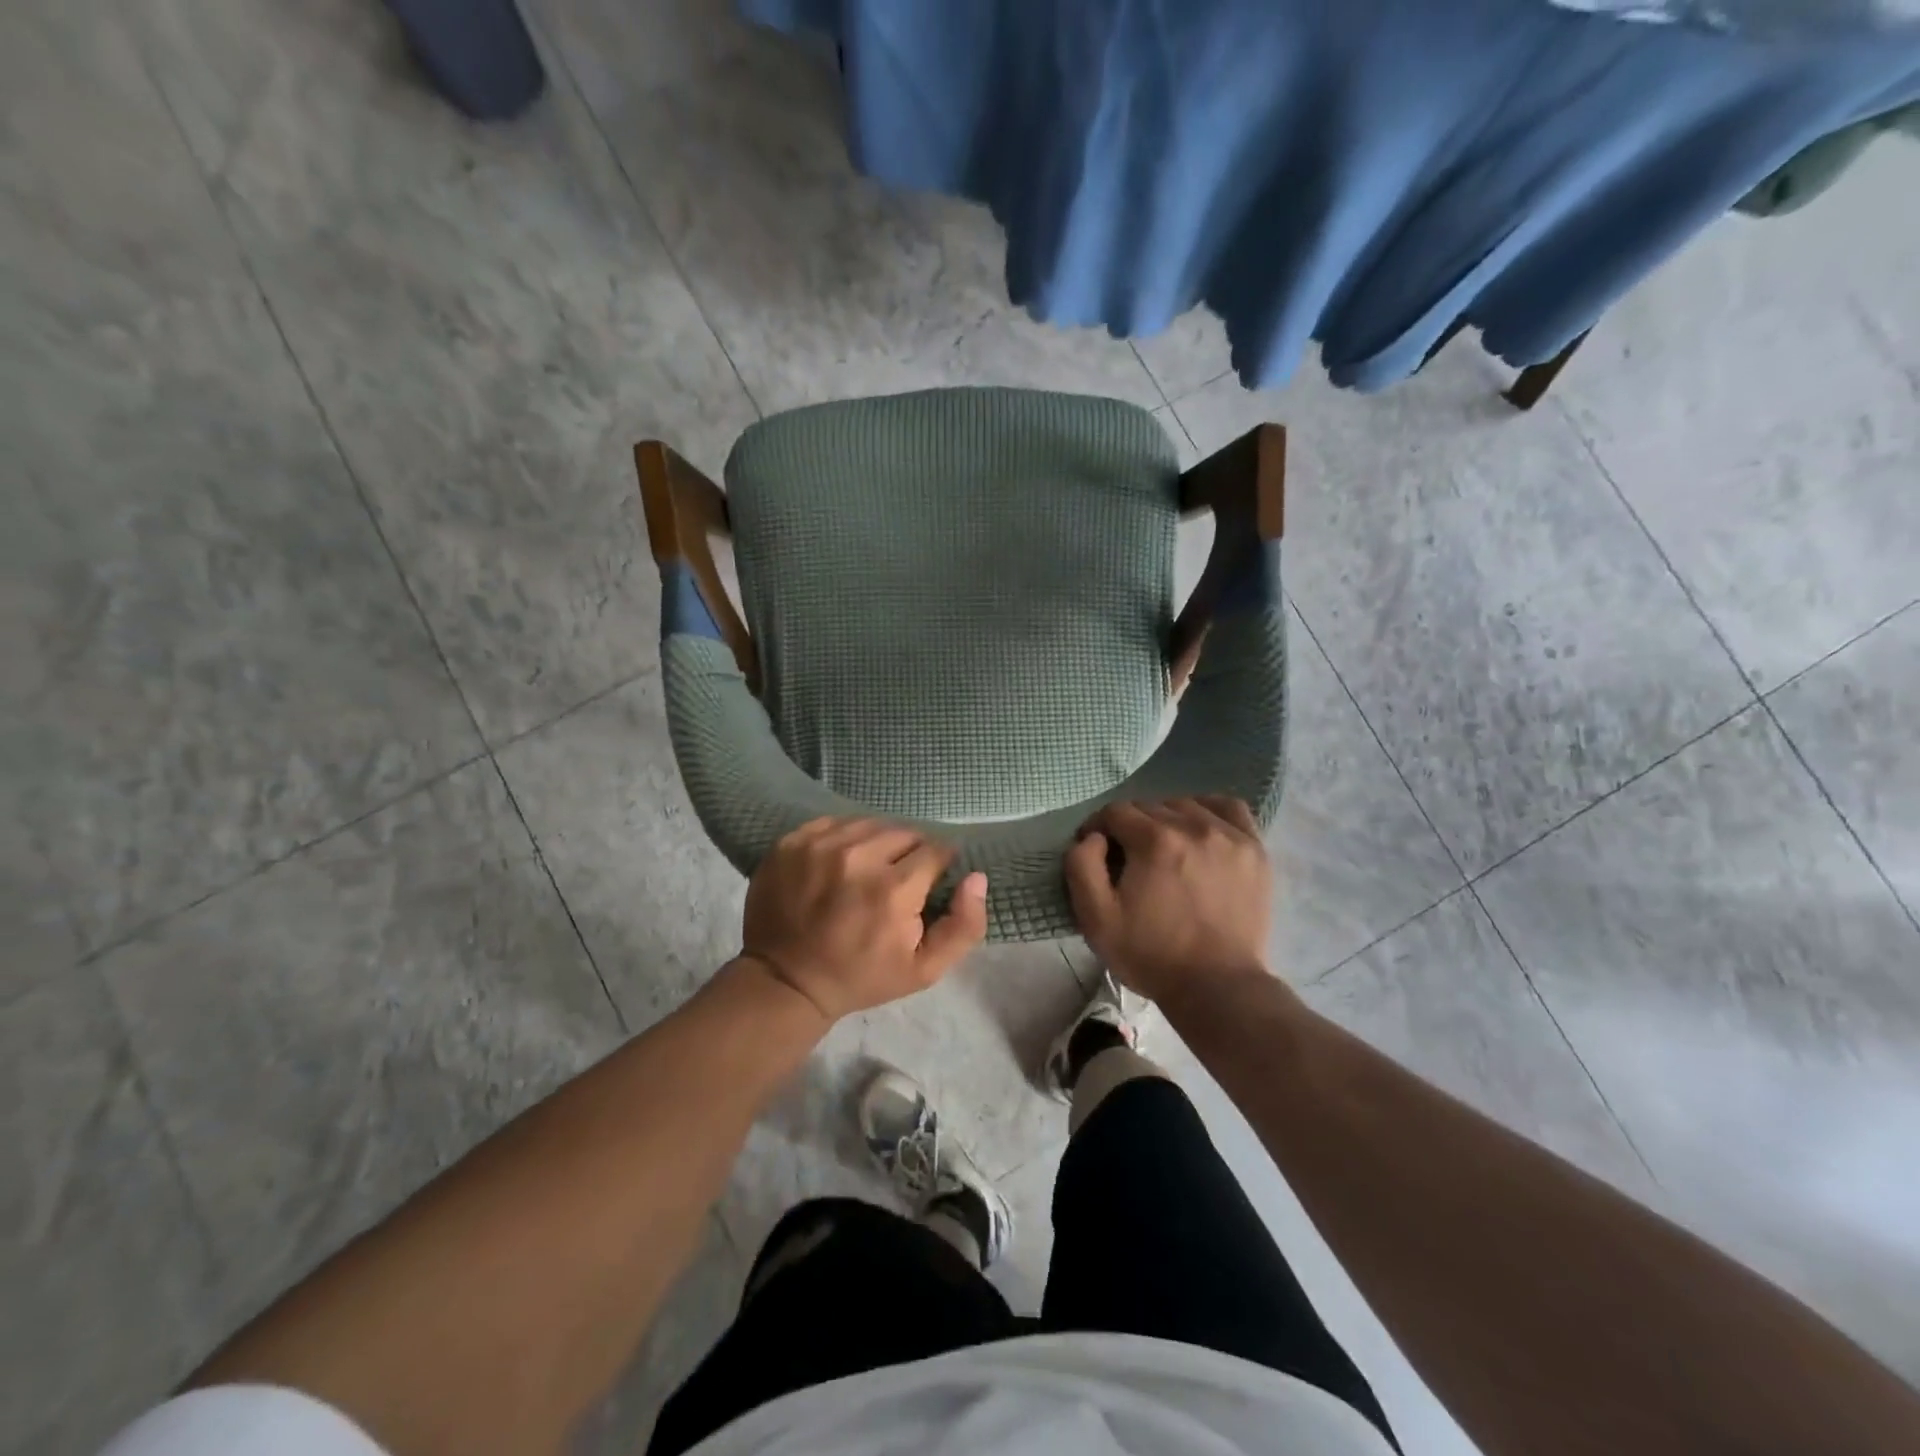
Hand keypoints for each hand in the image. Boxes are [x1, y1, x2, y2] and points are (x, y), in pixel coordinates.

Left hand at [741, 818, 988, 1022]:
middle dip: (910, 853)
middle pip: (904, 832)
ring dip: (878, 842)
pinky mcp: (792, 841)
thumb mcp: (925, 969)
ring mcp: (820, 845)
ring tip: (870, 868)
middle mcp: (857, 857)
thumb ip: (964, 925)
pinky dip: (845, 837)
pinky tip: (841, 861)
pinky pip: (835, 822)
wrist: (786, 981)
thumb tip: (977, 877)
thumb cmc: (862, 977)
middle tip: (899, 879)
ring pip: (870, 823)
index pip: (936, 850)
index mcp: (893, 889)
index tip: (929, 882)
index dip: (938, 865)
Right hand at [1064, 797, 1271, 1003]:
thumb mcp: (1096, 918)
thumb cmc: (1151, 954)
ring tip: (1164, 849)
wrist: (1218, 987)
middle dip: (1131, 827)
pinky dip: (1210, 811)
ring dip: (1167, 819)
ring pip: (1186, 805)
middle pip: (1150, 806)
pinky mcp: (1254, 850)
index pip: (1115, 811)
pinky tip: (1201, 830)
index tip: (1097, 851)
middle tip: (1129, 859)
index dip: (1099, 828)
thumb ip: (1082, 865)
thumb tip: (1093, 836)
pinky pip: (1229, 808)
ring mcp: (1230, 835)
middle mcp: (1194, 826)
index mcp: (1154, 840)